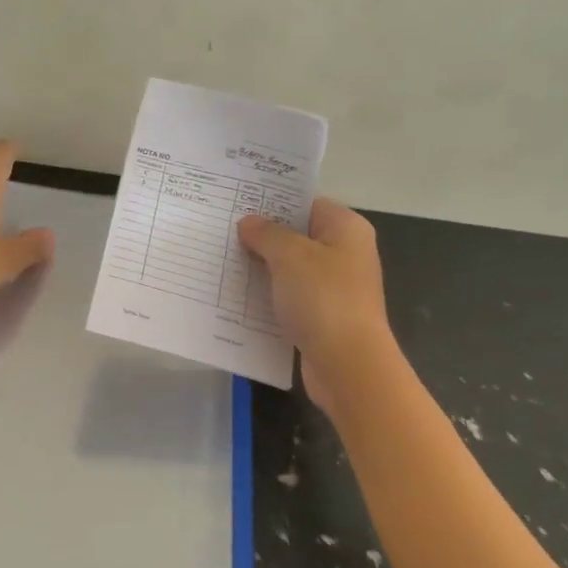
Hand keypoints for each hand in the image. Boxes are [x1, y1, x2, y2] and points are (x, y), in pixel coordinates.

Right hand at [237, 198, 394, 412]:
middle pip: (297, 236)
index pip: (306, 204)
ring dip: (261, 269)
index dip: (273, 203)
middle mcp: (345, 254)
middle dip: (261, 237)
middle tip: (221, 231)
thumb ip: (267, 234)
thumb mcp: (290, 256)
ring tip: (221, 261)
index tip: (237, 203)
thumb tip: (248, 223)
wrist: (347, 365)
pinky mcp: (322, 317)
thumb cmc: (323, 299)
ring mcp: (334, 288)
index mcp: (346, 228)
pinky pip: (289, 298)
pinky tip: (237, 297)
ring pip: (290, 270)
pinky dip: (268, 297)